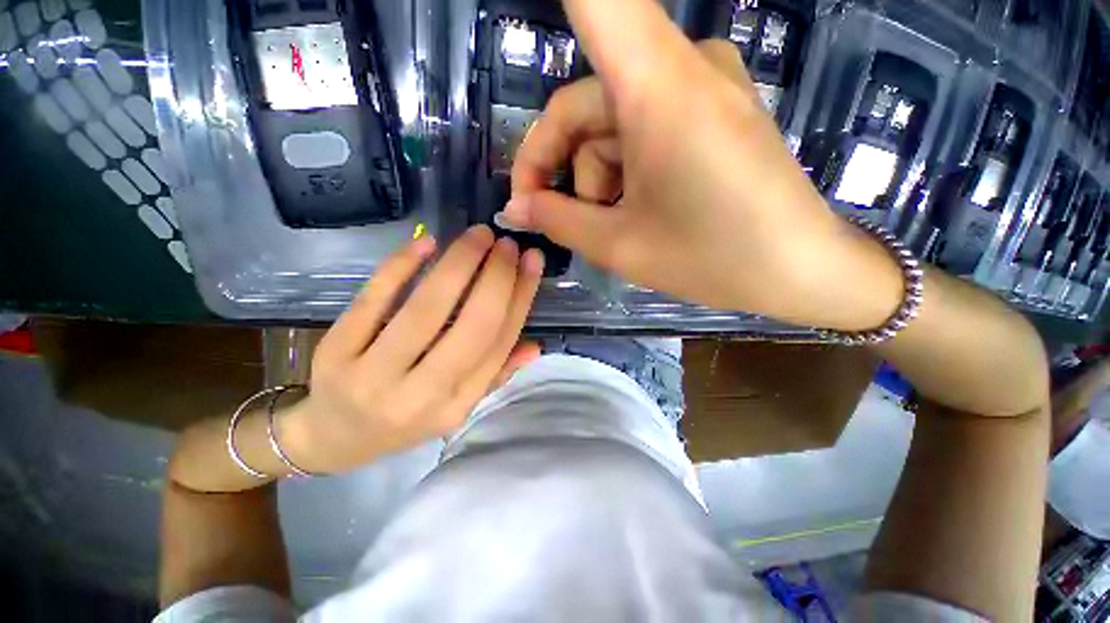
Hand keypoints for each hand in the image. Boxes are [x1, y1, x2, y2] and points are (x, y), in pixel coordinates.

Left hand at [281, 227, 543, 474]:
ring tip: (479, 235)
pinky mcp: (336, 351)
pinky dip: (402, 265)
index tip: (532, 262)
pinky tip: (426, 242)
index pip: (499, 343)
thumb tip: (534, 346)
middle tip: (507, 244)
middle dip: (497, 277)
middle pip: (472, 327)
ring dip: (459, 263)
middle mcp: (421, 395)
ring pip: (427, 309)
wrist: (332, 438)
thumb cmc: (404, 418)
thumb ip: (495, 374)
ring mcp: (373, 374)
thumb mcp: (456, 405)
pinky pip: (374, 299)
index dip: (520, 298)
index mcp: (456, 405)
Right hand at [505, 0, 901, 329]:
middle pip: (582, 103)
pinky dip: (622, 172)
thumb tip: (515, 208)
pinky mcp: (710, 110)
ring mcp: (699, 86)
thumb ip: (557, 220)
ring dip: (594, 180)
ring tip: (607, 228)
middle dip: (556, 164)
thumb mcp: (618, 245)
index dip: (558, 2)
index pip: (594, 0)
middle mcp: (679, 66)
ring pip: (610, 126)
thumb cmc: (710, 259)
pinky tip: (633, 212)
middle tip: (545, 216)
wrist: (798, 270)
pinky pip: (641, 130)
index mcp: (655, 87)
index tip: (524, 9)